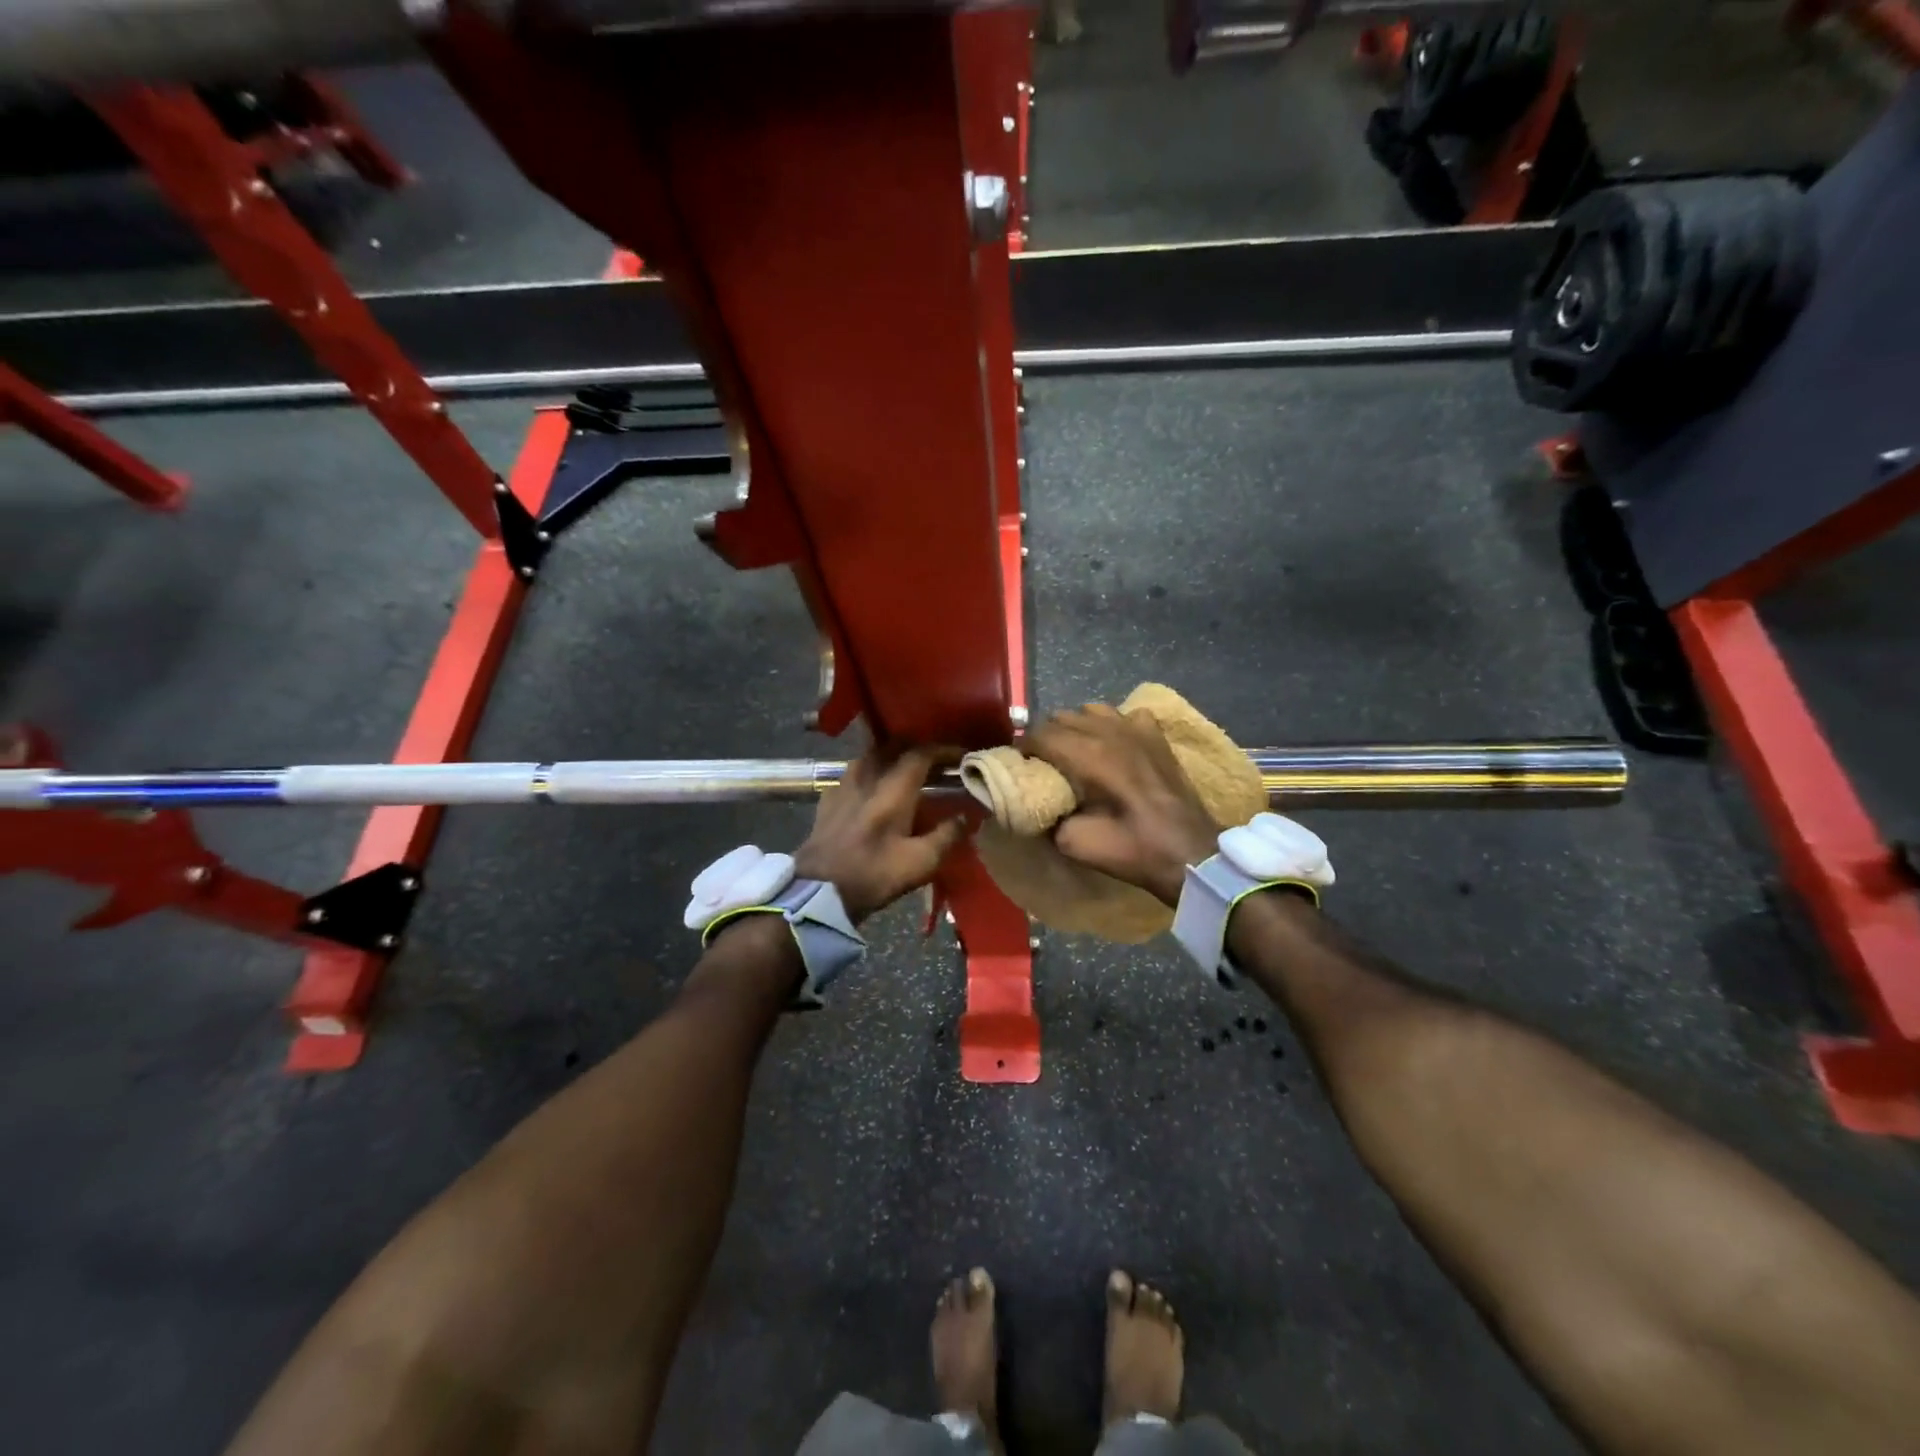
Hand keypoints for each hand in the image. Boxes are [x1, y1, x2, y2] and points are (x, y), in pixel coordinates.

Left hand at [792, 745, 968, 923]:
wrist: (817, 891)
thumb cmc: (872, 876)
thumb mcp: (919, 863)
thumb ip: (946, 836)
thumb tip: (965, 817)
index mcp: (893, 790)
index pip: (921, 753)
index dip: (944, 750)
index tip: (961, 756)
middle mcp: (868, 778)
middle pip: (893, 746)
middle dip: (917, 747)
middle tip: (935, 760)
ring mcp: (843, 786)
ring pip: (870, 756)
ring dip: (891, 756)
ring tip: (905, 769)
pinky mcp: (827, 799)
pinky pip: (852, 773)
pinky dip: (869, 772)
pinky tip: (872, 788)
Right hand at [1025, 704, 1218, 905]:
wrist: (1190, 853)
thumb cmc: (1133, 849)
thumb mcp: (1075, 843)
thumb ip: (1047, 816)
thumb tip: (1036, 805)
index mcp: (1086, 754)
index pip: (1040, 734)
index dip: (1022, 748)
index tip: (1017, 765)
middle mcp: (1109, 730)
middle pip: (1062, 717)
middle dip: (1046, 737)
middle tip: (1042, 763)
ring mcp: (1137, 728)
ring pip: (1091, 710)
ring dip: (1076, 726)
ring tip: (1073, 751)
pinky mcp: (1157, 736)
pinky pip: (1125, 715)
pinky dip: (1112, 725)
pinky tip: (1113, 745)